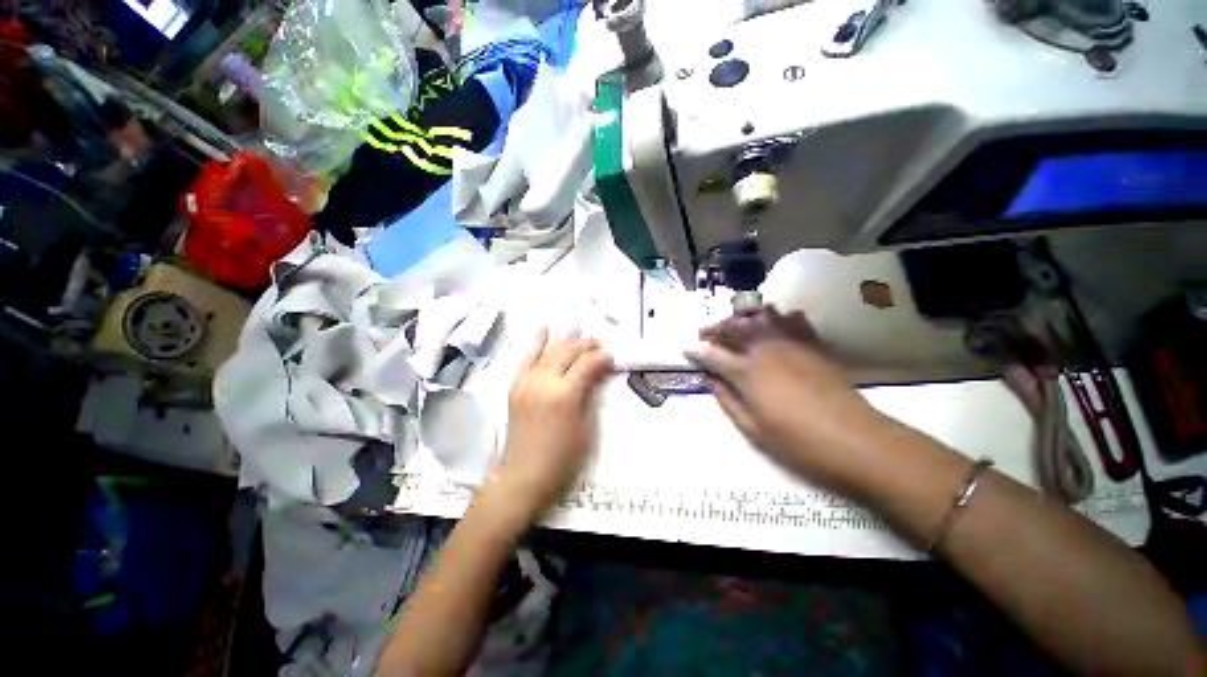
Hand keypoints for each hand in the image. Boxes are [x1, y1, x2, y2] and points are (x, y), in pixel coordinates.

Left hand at [495, 329, 613, 518]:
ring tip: (578, 332)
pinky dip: (536, 343)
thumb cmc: (563, 458)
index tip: (611, 357)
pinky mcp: (515, 386)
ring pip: (548, 351)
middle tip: (599, 344)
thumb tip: (598, 373)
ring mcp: (526, 382)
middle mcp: (544, 382)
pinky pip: (527, 358)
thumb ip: (590, 394)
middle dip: (585, 344)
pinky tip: (544, 331)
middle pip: (567, 351)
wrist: (525, 475)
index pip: (586, 364)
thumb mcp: (586, 427)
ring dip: (565, 340)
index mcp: (564, 395)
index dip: (601, 357)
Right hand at [686, 307, 877, 483]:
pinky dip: (781, 316)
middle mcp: (766, 350)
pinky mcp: (815, 346)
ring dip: (743, 317)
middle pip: (735, 329)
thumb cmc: (798, 442)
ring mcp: (792, 344)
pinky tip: (776, 318)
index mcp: (748, 372)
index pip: (713, 355)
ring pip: (761, 318)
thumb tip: (712, 381)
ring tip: (735, 322)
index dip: (697, 351)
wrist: (856, 441)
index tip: (686, 349)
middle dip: (715, 327)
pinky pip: (795, 321)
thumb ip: (728, 401)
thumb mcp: (753, 430)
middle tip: (704, 331)